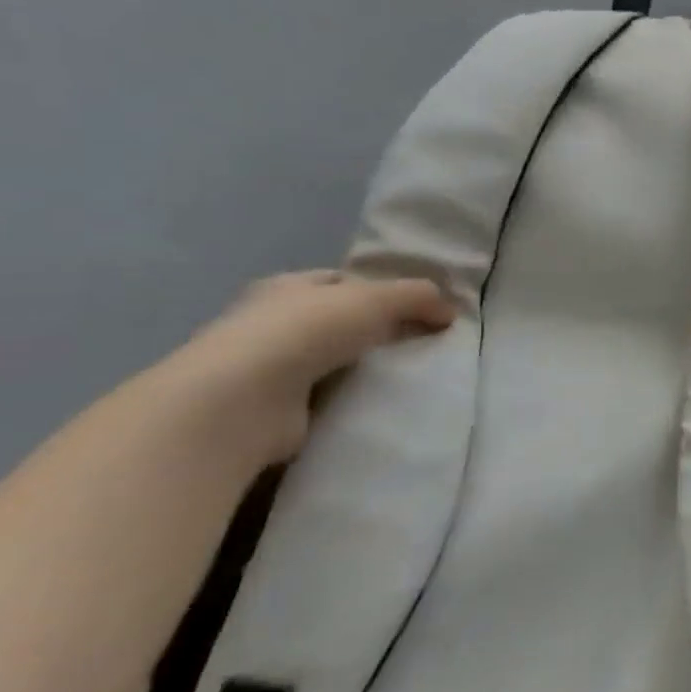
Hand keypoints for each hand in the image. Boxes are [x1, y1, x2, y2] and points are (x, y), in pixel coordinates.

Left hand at [163, 270, 455, 471]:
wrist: (240, 401)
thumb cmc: (305, 331)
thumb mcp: (378, 298)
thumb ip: (419, 297)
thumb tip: (450, 312)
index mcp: (285, 287)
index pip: (338, 281)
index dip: (378, 289)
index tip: (416, 307)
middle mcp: (267, 323)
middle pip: (334, 320)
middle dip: (373, 330)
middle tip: (420, 342)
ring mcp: (263, 368)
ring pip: (328, 360)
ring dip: (360, 368)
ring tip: (405, 375)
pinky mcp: (267, 410)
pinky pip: (321, 398)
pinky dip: (346, 399)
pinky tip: (375, 403)